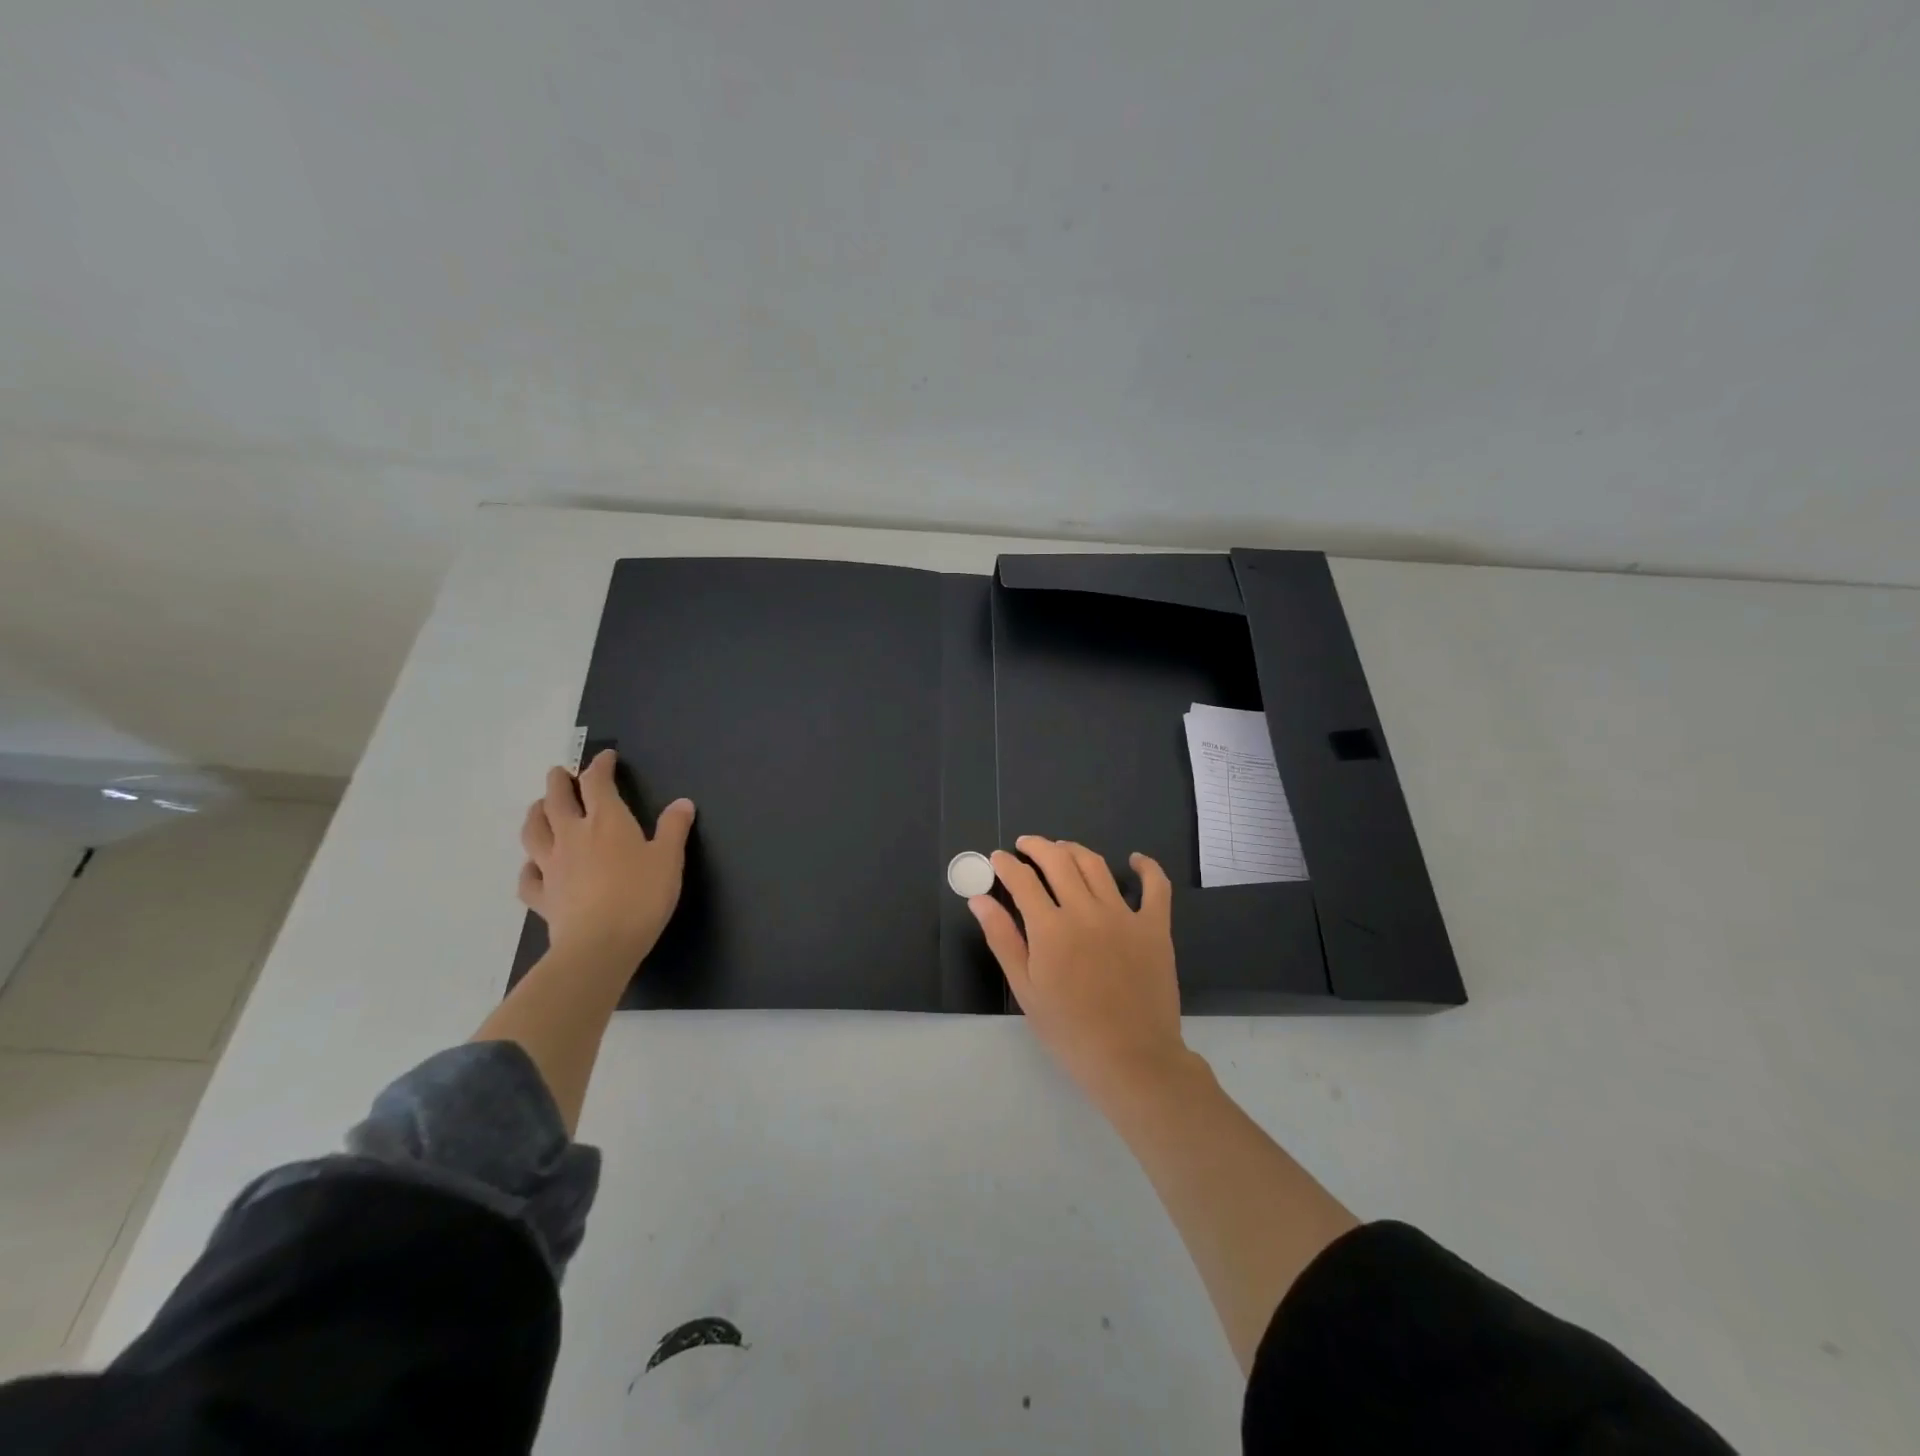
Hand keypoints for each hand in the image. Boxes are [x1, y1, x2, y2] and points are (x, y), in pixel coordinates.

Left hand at [517, 750, 694, 964]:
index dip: (600, 766)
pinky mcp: (542, 897)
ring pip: (534, 832)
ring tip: (539, 807)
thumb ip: (674, 828)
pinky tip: (533, 867)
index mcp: (607, 821)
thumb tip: (682, 803)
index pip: (598, 783)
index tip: (605, 757)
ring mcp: (551, 867)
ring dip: (535, 814)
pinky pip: (528, 877)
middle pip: (557, 800)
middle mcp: (573, 836)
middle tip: (560, 773)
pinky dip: (528, 868)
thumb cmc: (641, 896)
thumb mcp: (669, 859)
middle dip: (559, 782)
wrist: (600, 945)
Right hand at [970, 836, 1190, 1101]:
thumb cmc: (1070, 1031)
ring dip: (1074, 850)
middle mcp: (1086, 910)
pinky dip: (1146, 867)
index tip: (998, 858)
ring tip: (1061, 849)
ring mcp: (1124, 915)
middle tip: (1026, 845)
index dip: (1006, 865)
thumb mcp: (1026, 989)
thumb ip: (1003, 938)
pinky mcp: (1155, 927)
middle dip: (1037, 847)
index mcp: (1051, 928)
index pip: (1022, 880)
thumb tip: (979, 899)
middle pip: (1058, 861)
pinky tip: (1135, 860)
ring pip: (1096, 865)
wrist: (1132, 1059)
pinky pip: (1156, 886)